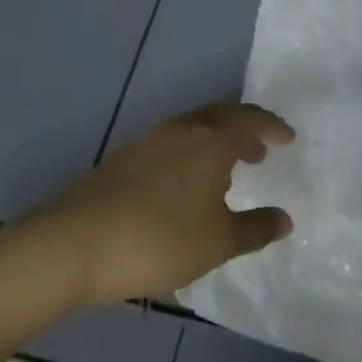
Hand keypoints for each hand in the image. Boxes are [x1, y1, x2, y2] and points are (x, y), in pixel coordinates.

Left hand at [32, 103, 293, 305]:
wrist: (73, 244)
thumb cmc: (159, 239)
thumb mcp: (218, 242)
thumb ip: (255, 228)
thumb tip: (285, 219)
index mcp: (210, 141)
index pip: (250, 120)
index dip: (273, 127)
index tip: (289, 139)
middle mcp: (180, 131)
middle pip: (219, 117)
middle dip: (244, 130)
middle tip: (259, 152)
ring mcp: (146, 143)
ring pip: (191, 131)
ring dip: (214, 144)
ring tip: (225, 174)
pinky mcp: (121, 161)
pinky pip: (169, 147)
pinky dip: (188, 157)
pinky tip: (183, 190)